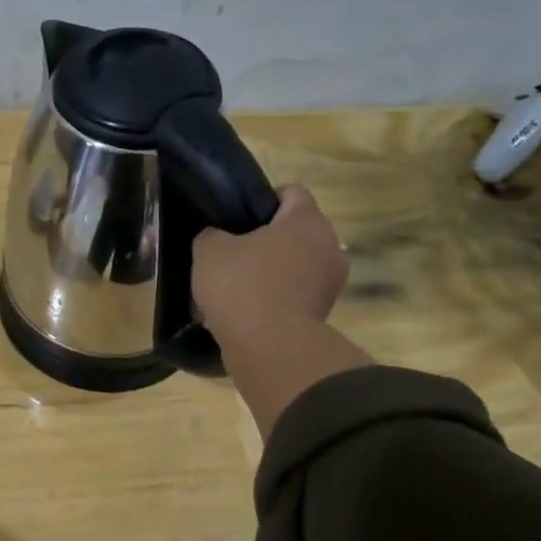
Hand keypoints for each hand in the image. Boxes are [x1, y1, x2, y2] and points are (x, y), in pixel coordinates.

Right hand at [194, 185, 370, 436]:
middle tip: (231, 253)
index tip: (237, 218)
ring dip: (269, 272)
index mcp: (306, 221)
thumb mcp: (209, 251)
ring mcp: (330, 283)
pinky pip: (294, 295)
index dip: (262, 200)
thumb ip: (211, 235)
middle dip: (265, 240)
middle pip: (294, 232)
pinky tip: (244, 312)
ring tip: (234, 288)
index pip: (291, 192)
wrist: (269, 348)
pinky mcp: (323, 314)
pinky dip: (273, 299)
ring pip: (294, 266)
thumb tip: (217, 239)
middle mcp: (329, 246)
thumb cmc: (242, 286)